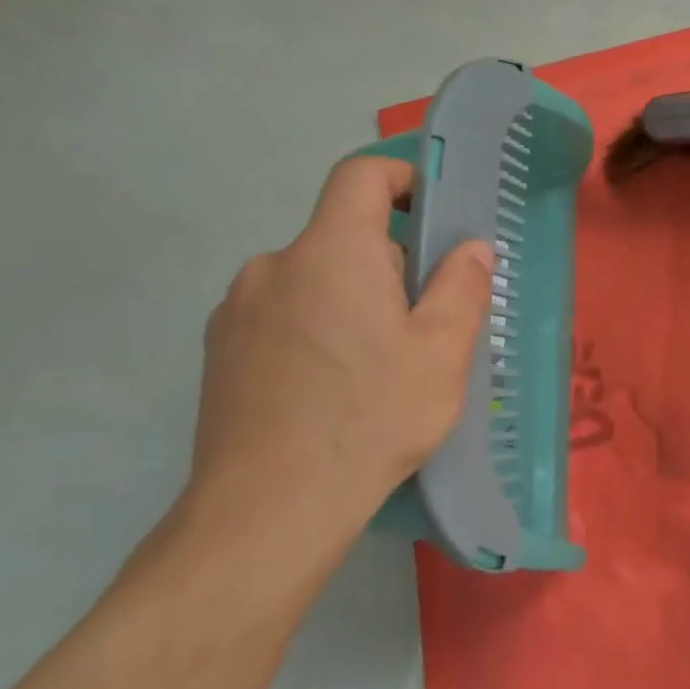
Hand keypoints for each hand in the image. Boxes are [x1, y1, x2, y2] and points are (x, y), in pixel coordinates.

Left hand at [177, 157, 493, 583]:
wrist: (265, 514)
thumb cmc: (370, 419)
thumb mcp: (442, 352)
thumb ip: (462, 285)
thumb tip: (470, 248)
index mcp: (331, 252)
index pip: (361, 174)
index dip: (403, 176)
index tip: (434, 214)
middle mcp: (274, 266)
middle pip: (343, 234)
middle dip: (390, 261)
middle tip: (422, 322)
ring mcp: (238, 310)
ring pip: (314, 277)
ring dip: (351, 297)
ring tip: (378, 364)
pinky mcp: (219, 351)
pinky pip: (282, 312)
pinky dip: (315, 326)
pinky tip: (331, 388)